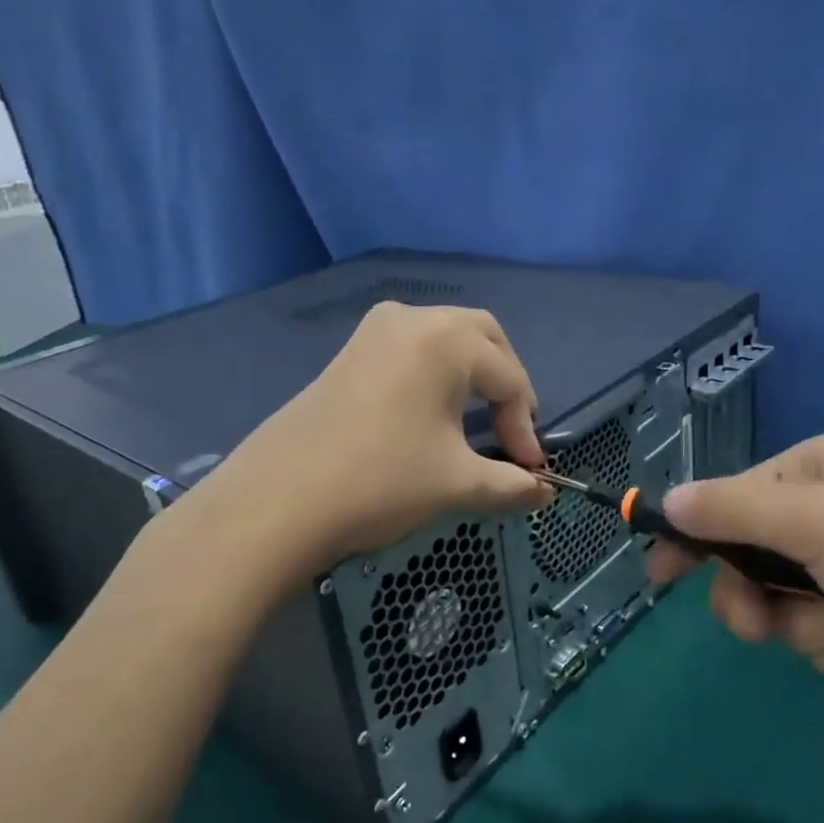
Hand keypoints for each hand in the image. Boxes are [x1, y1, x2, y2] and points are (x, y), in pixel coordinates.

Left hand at [170, 303, 550, 591]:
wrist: (278, 502)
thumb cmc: (381, 481)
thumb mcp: (457, 483)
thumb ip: (512, 484)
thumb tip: (545, 494)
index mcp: (445, 340)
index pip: (509, 378)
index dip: (526, 426)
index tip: (530, 470)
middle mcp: (411, 319)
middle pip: (482, 338)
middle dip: (505, 383)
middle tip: (511, 430)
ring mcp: (373, 332)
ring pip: (444, 339)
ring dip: (471, 375)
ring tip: (477, 422)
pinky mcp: (349, 353)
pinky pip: (410, 350)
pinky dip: (436, 374)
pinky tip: (430, 414)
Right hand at [644, 432, 823, 740]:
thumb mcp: (815, 522)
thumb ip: (733, 509)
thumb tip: (668, 499)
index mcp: (822, 469)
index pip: (733, 495)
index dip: (695, 532)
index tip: (660, 570)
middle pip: (750, 554)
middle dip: (752, 593)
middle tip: (755, 622)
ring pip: (780, 603)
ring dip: (804, 626)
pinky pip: (818, 637)